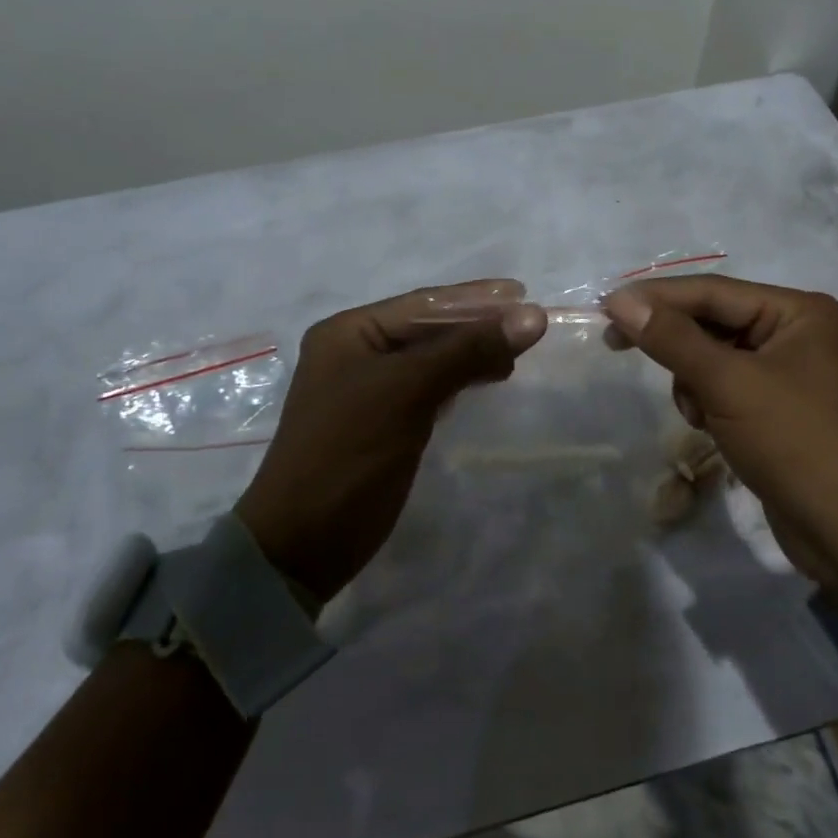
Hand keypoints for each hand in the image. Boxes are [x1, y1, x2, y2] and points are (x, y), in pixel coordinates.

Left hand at [235, 280, 547, 602]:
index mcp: (349, 332)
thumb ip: (467, 350)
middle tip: (530, 326)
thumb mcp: (407, 392)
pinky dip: (460, 379)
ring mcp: (370, 389)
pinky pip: (430, 387)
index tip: (525, 295)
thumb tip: (533, 317)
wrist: (305, 542)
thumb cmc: (349, 454)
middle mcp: (357, 353)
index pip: (422, 304)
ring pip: (432, 358)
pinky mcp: (386, 422)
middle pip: (429, 328)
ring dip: (473, 352)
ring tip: (516, 353)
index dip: (475, 299)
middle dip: (477, 325)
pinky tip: (487, 378)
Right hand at [603, 276, 837, 592]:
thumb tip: (620, 302)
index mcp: (796, 311)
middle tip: (615, 345)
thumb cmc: (794, 442)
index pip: (712, 291)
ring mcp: (785, 370)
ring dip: (692, 380)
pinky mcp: (773, 406)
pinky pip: (723, 385)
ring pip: (711, 356)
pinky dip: (706, 401)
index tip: (605, 307)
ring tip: (700, 414)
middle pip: (711, 321)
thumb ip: (672, 339)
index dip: (655, 297)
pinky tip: (711, 428)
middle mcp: (793, 332)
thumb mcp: (728, 383)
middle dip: (675, 344)